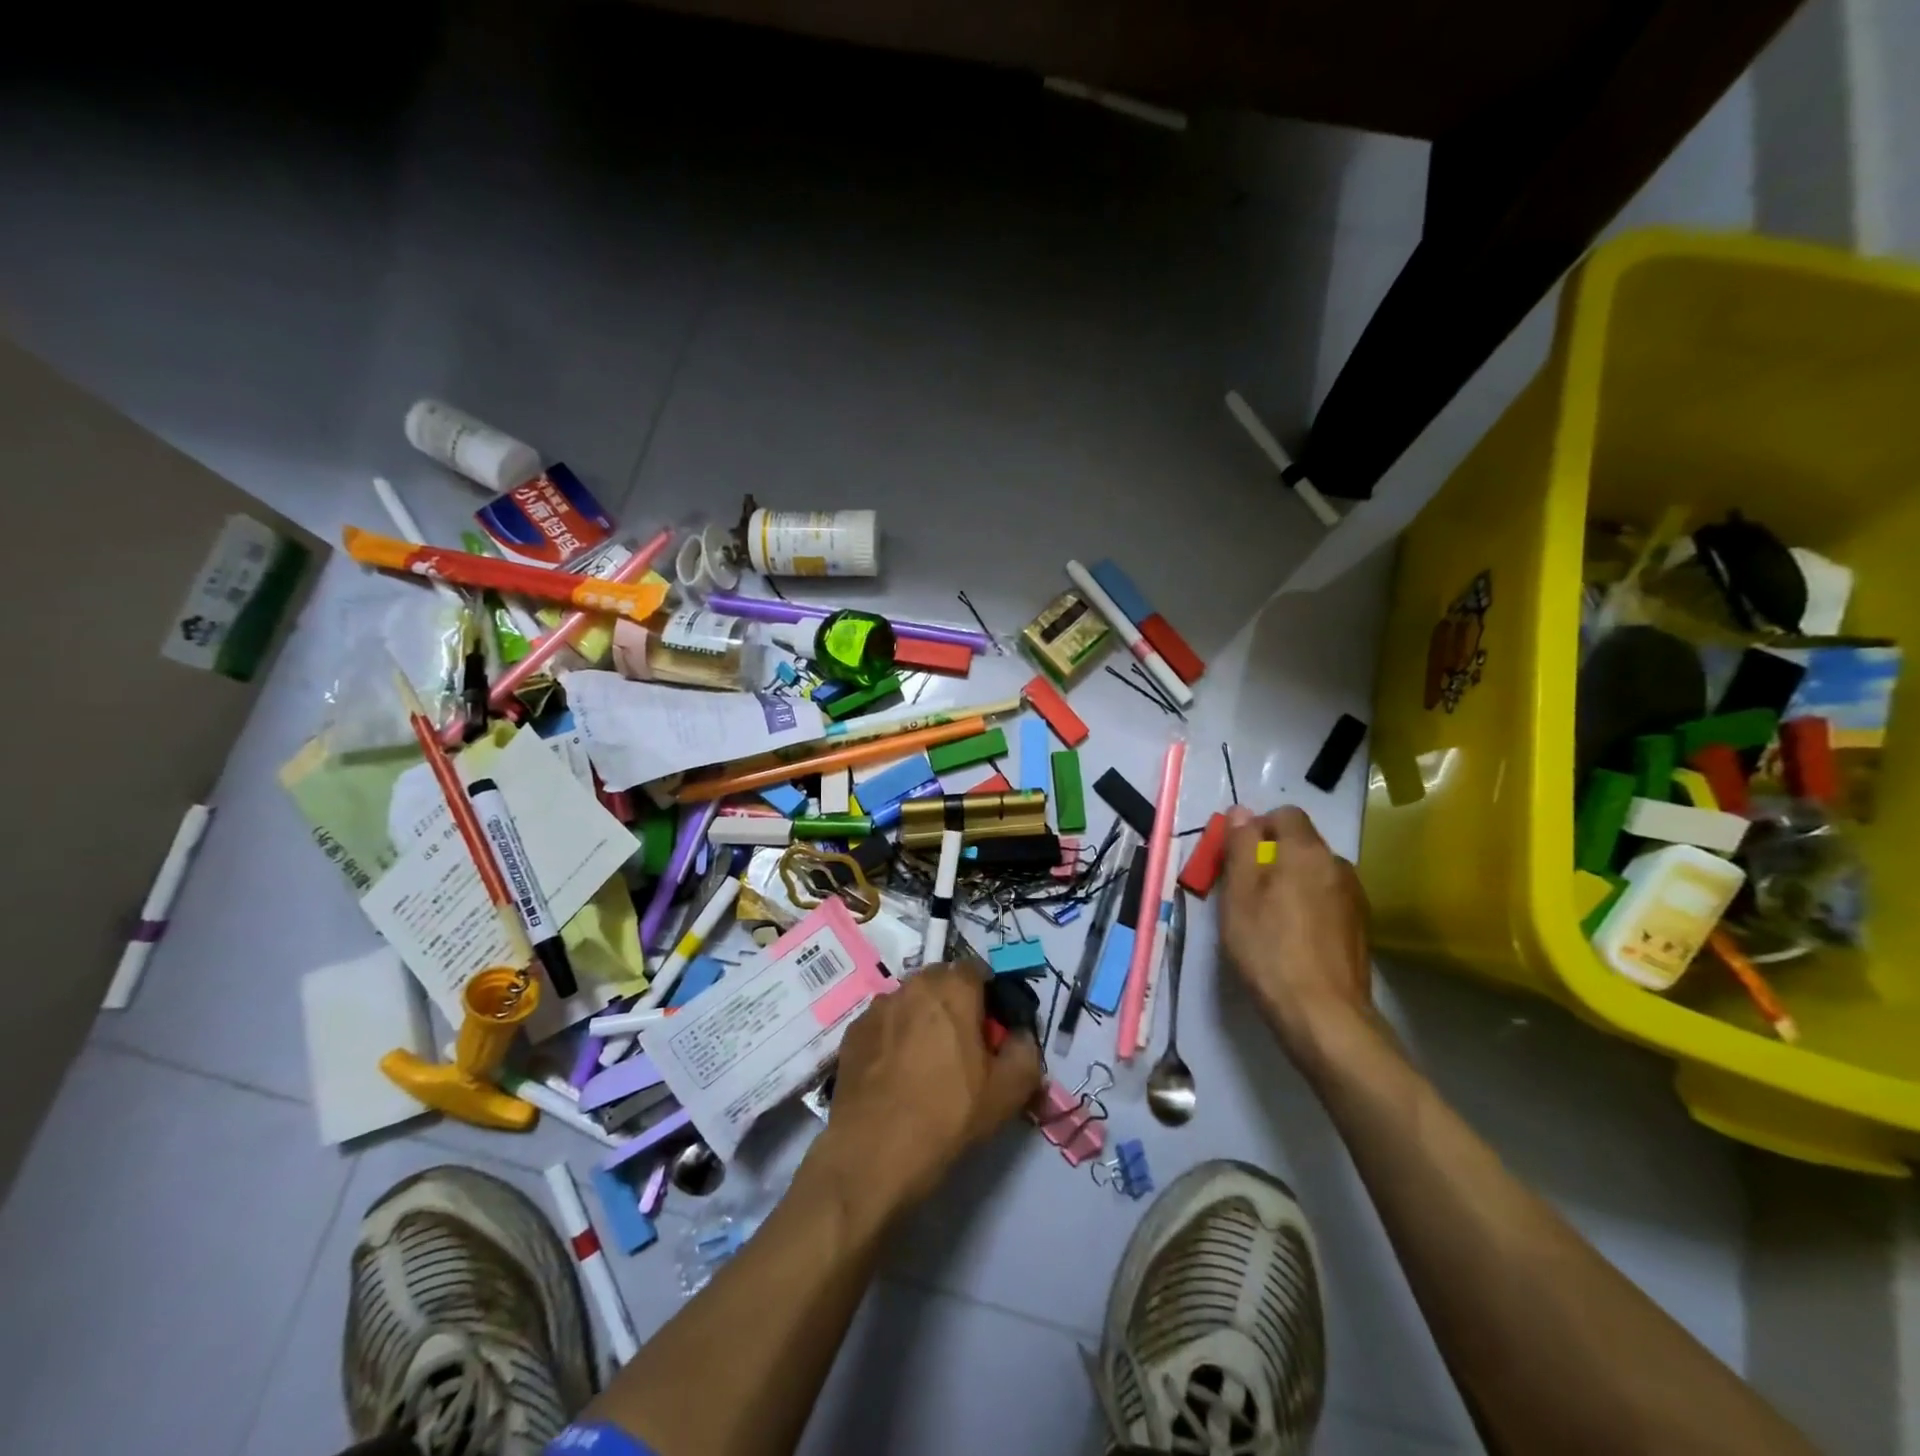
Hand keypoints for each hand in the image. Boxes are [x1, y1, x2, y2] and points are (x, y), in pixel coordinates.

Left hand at [809, 964, 1042, 1221]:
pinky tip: (895, 1073)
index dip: (988, 994)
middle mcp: (912, 985)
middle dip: (953, 1003)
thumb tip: (1020, 1035)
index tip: (991, 1027)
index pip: (976, 970)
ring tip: (924, 1061)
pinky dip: (892, 1037)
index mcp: (953, 988)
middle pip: (940, 982)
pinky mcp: (852, 1032)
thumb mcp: (1008, 1091)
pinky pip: (883, 1024)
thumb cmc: (948, 1114)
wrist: (873, 1152)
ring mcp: (877, 1008)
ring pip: (909, 1001)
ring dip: (921, 1018)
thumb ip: (1026, 1051)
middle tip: (961, 1045)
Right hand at [1220, 806, 1373, 1076]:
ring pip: (1315, 873)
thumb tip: (1242, 811)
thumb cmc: (1268, 948)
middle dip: (1273, 857)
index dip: (1257, 828)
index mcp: (1306, 851)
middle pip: (1301, 844)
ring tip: (1270, 919)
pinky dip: (1309, 907)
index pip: (1285, 814)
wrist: (1323, 1014)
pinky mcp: (1361, 927)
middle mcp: (1337, 865)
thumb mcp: (1238, 895)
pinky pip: (1328, 900)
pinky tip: (1295, 939)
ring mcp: (1354, 897)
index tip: (1238, 858)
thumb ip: (1240, 846)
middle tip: (1246, 892)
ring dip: (1292, 883)